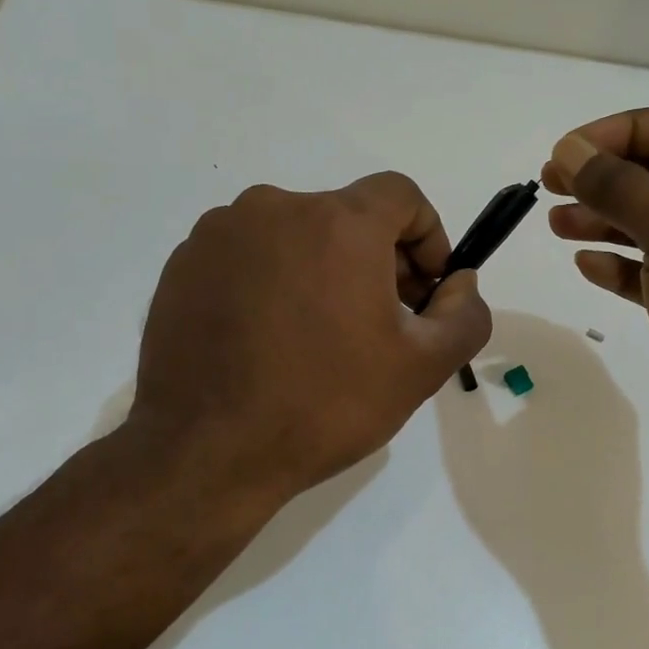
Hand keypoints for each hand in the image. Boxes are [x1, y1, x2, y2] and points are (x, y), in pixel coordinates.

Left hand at [119, 172, 490, 511]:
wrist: (206, 453)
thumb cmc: (325, 405)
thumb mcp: (422, 367)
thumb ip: (464, 314)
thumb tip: (459, 282)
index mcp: (338, 223)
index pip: (401, 195)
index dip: (427, 236)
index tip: (425, 290)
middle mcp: (275, 208)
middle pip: (347, 216)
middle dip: (377, 260)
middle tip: (380, 323)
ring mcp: (220, 234)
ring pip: (296, 234)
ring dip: (323, 269)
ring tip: (320, 335)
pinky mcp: (183, 264)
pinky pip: (249, 255)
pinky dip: (273, 280)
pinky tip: (270, 338)